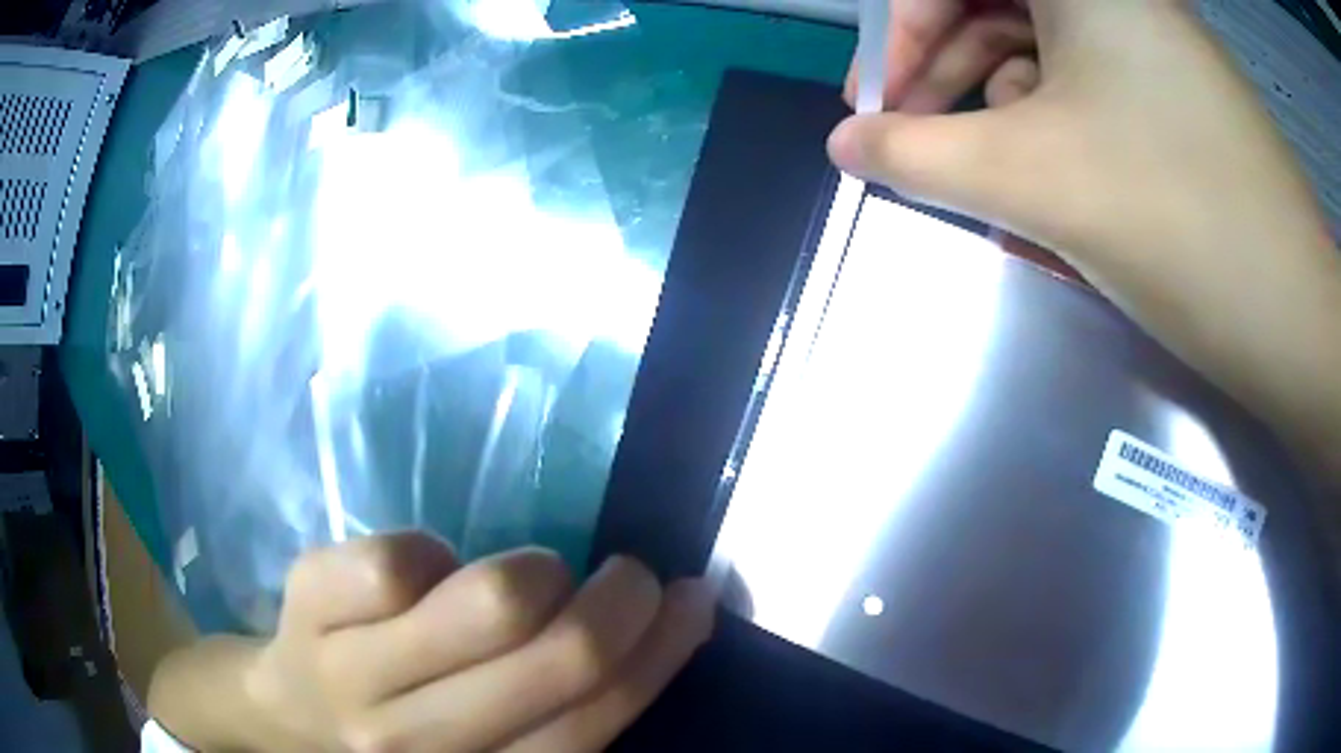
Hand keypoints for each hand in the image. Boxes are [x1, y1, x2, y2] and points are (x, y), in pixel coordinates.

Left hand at [150, 533, 713, 751]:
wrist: (282, 708)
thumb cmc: (394, 723)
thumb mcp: (479, 742)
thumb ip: (553, 706)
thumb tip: (658, 628)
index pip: (593, 723)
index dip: (659, 652)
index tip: (691, 599)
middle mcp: (418, 740)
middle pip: (554, 659)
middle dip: (619, 598)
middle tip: (629, 571)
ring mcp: (353, 669)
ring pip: (486, 604)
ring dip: (536, 572)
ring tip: (532, 572)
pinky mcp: (309, 598)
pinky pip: (401, 560)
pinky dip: (433, 553)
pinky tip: (428, 570)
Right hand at [831, 0, 1340, 478]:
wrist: (1294, 317)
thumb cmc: (1177, 221)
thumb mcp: (1031, 178)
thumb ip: (916, 156)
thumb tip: (845, 146)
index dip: (900, 29)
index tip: (875, 102)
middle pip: (995, 6)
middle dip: (944, 71)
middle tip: (912, 140)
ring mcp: (1152, 41)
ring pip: (1042, 50)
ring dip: (999, 108)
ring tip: (986, 176)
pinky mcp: (1176, 91)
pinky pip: (1089, 86)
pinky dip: (1054, 125)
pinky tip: (1050, 180)